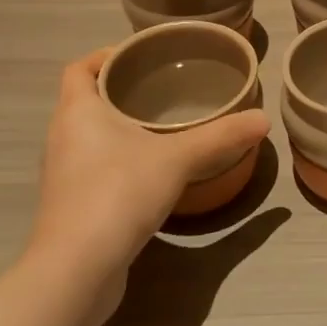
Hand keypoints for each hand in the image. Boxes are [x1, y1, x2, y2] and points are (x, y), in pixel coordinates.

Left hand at [27, 48, 270, 297]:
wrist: (77, 269)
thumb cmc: (119, 192)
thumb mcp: (178, 158)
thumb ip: (221, 136)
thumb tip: (264, 119)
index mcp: (77, 112)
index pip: (79, 68)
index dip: (105, 56)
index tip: (141, 56)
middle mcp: (62, 137)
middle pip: (86, 100)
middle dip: (122, 90)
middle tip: (165, 87)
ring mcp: (64, 174)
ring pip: (90, 136)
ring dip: (120, 127)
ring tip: (164, 125)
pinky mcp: (72, 205)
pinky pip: (95, 166)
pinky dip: (120, 159)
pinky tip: (152, 170)